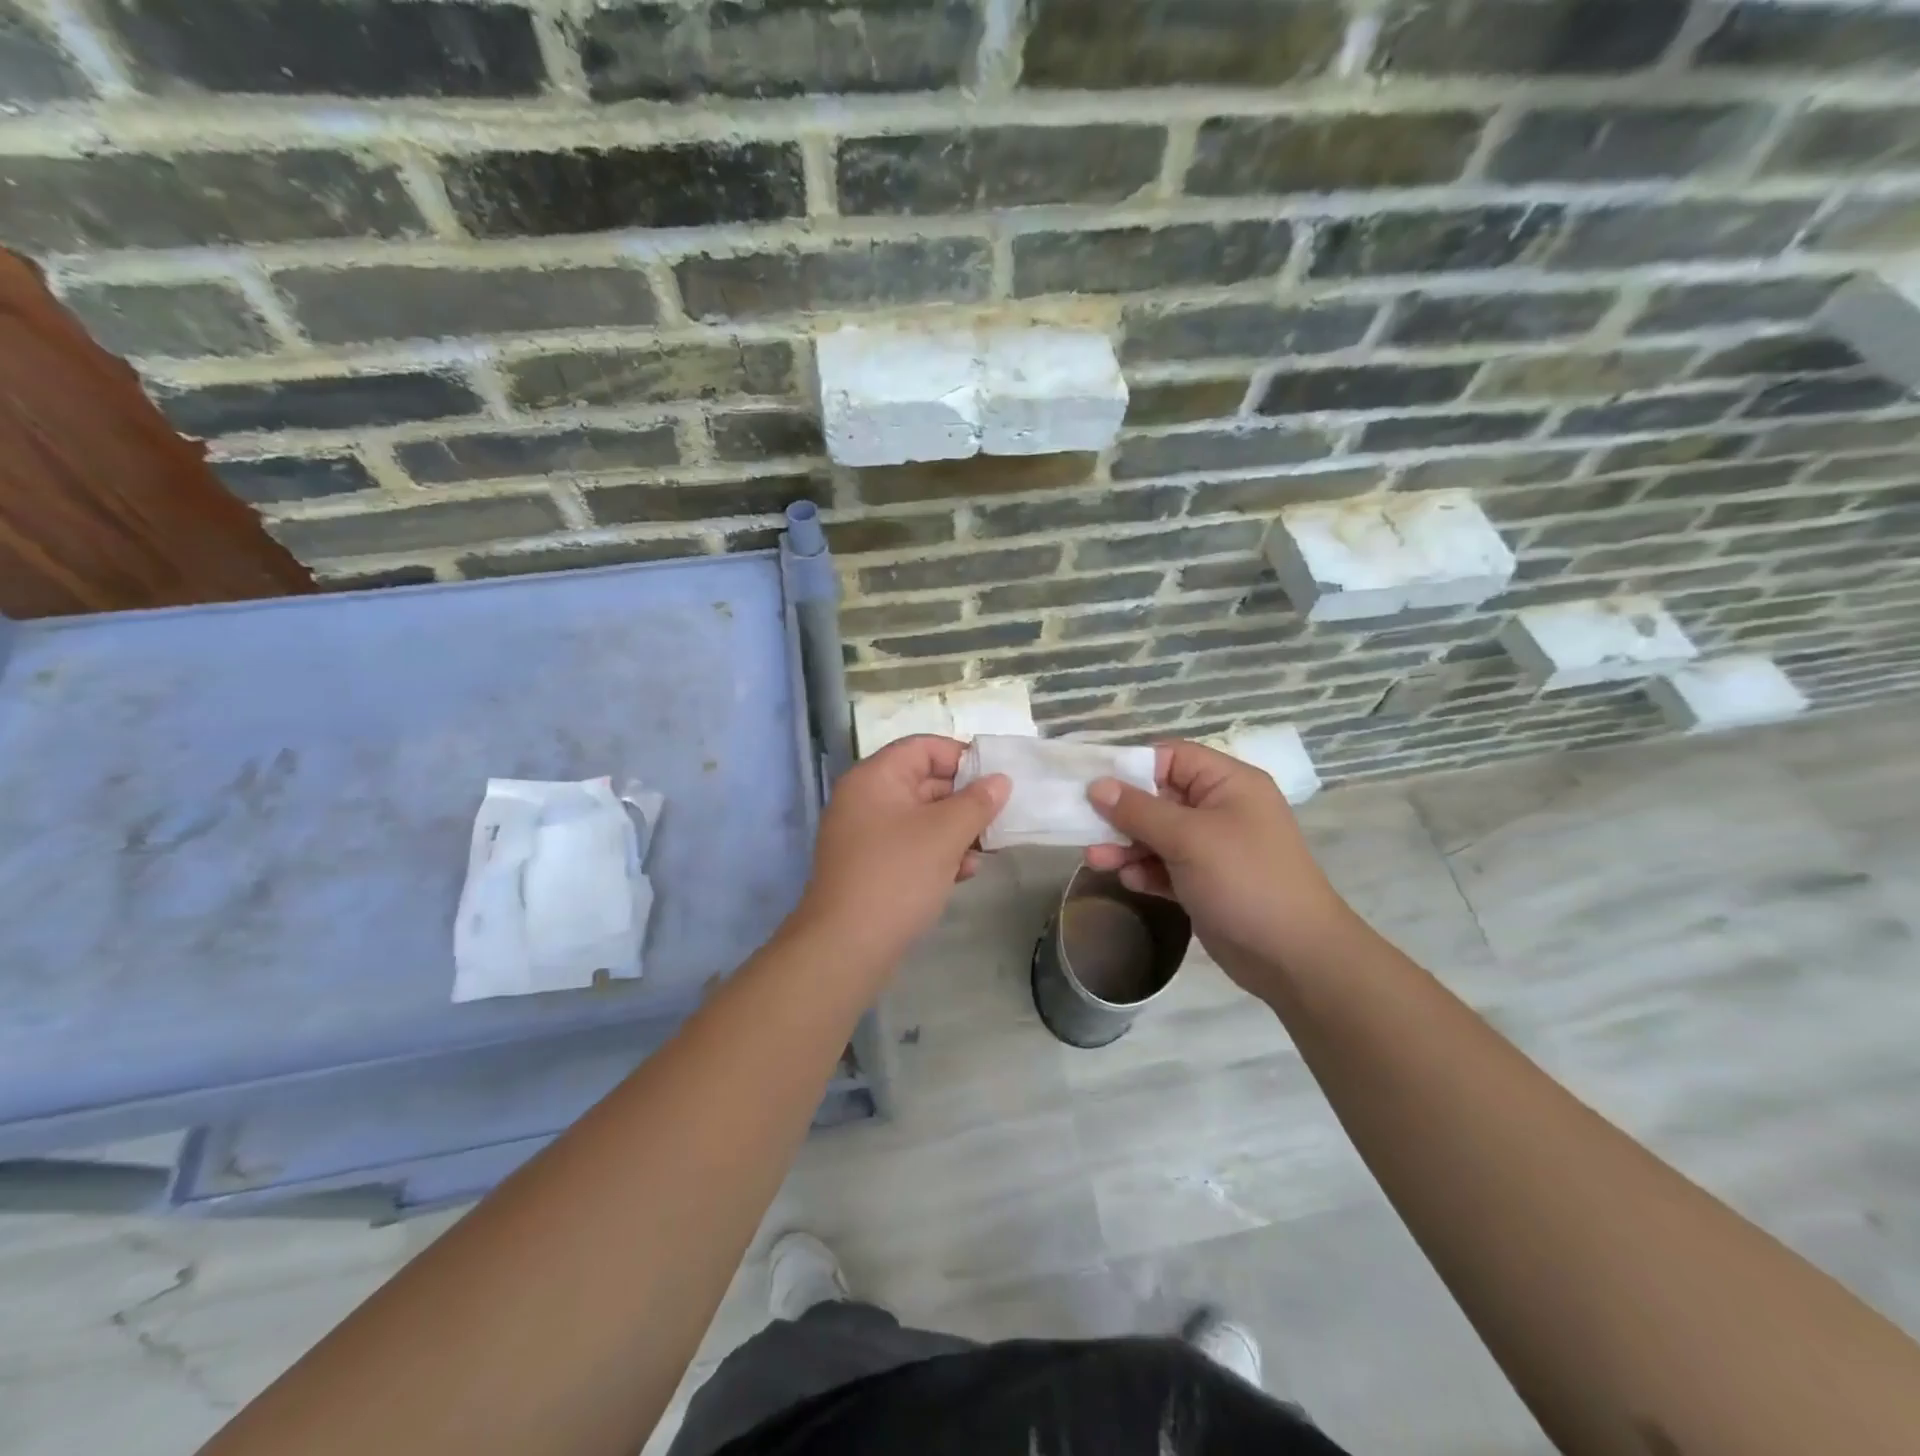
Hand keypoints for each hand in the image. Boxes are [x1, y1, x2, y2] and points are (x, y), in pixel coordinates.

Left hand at [792, 735, 1009, 971]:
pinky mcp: (869, 866)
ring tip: (985, 850)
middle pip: (923, 782)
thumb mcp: (944, 834)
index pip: (923, 748)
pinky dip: (937, 853)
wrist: (846, 946)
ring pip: (920, 818)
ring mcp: (864, 834)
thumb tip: (1000, 780)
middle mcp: (865, 799)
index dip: (962, 757)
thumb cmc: (897, 876)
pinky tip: (964, 872)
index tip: (996, 778)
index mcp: (875, 777)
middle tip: (999, 817)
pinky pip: (909, 846)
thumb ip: (977, 802)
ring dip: (955, 830)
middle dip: (964, 799)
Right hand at [1083, 740, 1361, 992]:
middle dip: (1122, 813)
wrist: (1294, 957)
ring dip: (1127, 845)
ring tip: (1096, 860)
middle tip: (1084, 825)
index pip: (1171, 757)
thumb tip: (1097, 786)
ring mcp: (1213, 847)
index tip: (1093, 783)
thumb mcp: (1188, 838)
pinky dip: (1146, 870)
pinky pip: (1165, 865)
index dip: (1131, 766)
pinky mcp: (1204, 881)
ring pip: (1157, 834)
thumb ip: (1139, 810)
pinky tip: (1130, 882)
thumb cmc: (1245, 880)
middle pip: (1159, 797)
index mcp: (1227, 783)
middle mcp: (1220, 809)